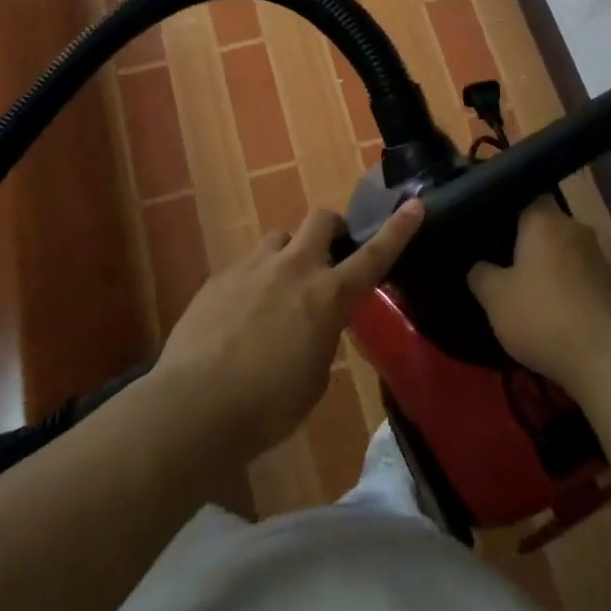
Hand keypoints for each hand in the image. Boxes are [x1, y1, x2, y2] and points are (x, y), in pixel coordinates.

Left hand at [155, 200, 424, 458]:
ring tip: (278, 290)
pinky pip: (246, 265)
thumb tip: (313, 325)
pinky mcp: (220, 276)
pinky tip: (241, 315)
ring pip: (280, 238)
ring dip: (288, 256)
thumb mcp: (315, 377)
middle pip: (321, 219)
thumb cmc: (269, 404)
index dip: (398, 229)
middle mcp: (294, 268)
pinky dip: (254, 281)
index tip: (415, 204)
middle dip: (332, 229)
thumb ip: (322, 337)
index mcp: (328, 295)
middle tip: (329, 255)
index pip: (374, 255)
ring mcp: (253, 266)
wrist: (195, 405)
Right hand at [468, 199, 610, 392]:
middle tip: (507, 263)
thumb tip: (479, 266)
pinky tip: (555, 310)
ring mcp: (599, 257)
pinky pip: (582, 276)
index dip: (510, 211)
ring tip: (531, 290)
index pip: (528, 197)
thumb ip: (481, 274)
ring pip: (566, 251)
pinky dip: (569, 287)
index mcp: (545, 221)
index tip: (494, 231)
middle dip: (531, 242)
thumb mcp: (494, 297)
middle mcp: (575, 229)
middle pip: (549, 225)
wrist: (602, 356)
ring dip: (552, 265)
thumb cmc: (541, 314)